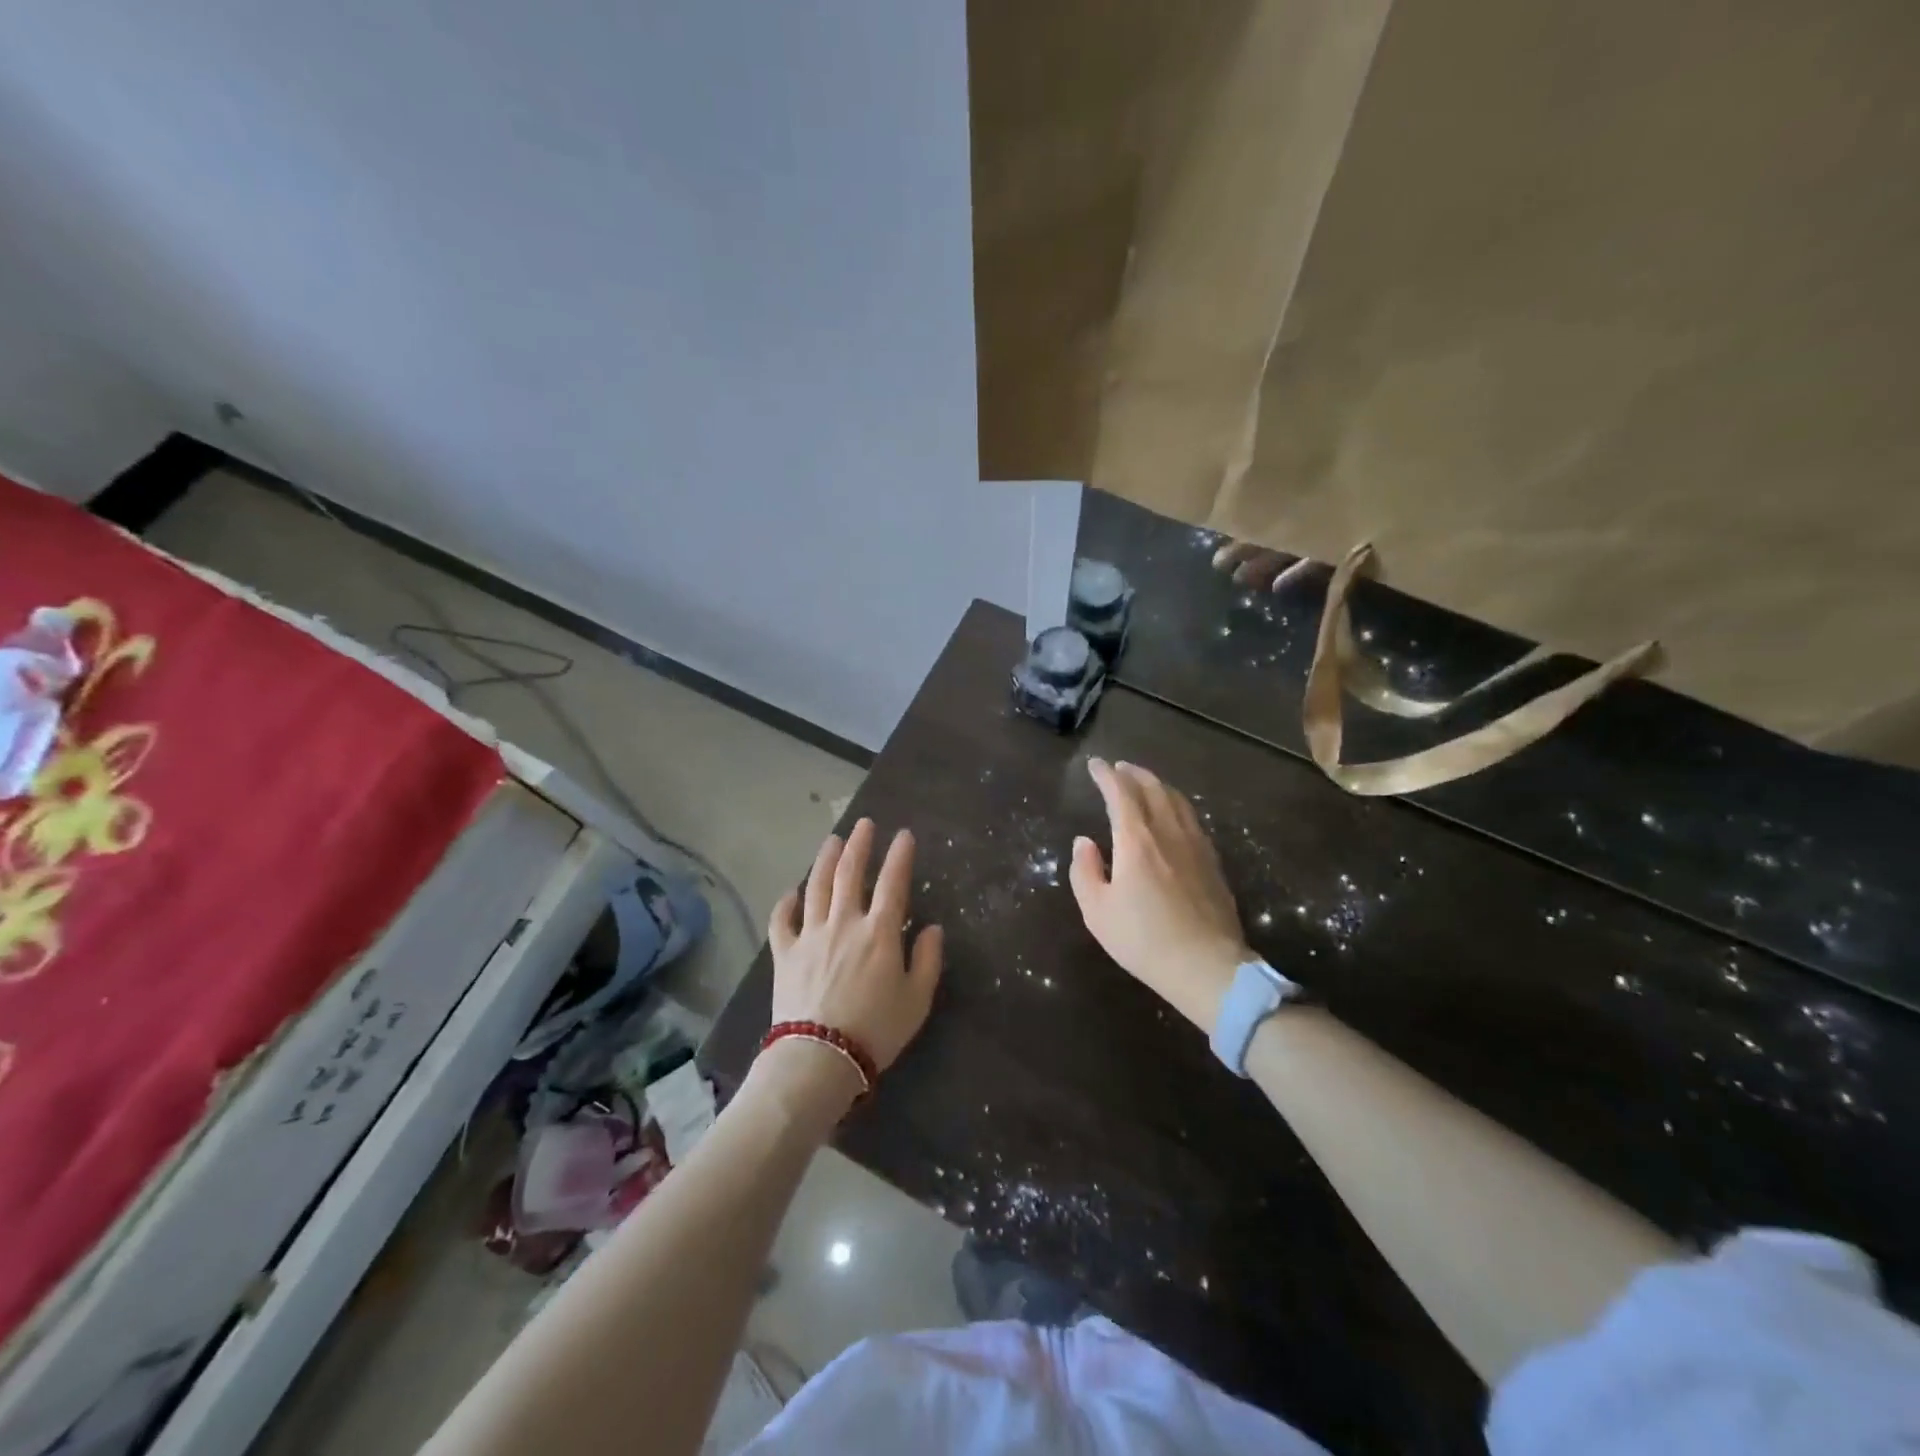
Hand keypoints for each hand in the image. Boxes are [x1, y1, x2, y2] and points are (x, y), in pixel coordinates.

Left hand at [768, 818, 943, 1080]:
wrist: (819, 1057)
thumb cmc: (876, 1030)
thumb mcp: (917, 1000)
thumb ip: (928, 960)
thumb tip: (933, 928)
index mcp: (879, 932)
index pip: (893, 883)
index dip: (900, 856)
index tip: (904, 835)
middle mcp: (844, 922)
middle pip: (851, 873)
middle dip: (860, 844)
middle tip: (864, 824)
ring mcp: (810, 935)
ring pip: (817, 886)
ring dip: (825, 860)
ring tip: (833, 840)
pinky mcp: (785, 953)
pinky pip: (782, 920)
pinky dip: (786, 902)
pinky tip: (792, 891)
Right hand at [1070, 758, 1248, 1031]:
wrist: (1207, 967)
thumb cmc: (1144, 940)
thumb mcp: (1097, 911)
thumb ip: (1085, 870)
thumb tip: (1084, 842)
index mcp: (1137, 840)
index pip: (1120, 792)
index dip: (1106, 775)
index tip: (1095, 764)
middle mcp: (1168, 832)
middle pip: (1153, 788)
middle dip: (1133, 773)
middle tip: (1119, 768)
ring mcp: (1196, 845)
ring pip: (1177, 800)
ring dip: (1157, 785)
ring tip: (1145, 784)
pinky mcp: (1213, 862)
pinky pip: (1192, 819)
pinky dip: (1177, 805)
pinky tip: (1174, 816)